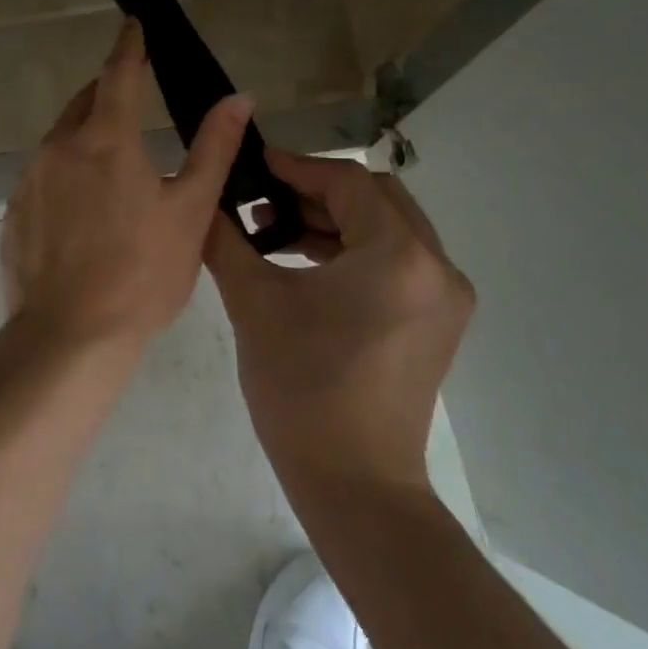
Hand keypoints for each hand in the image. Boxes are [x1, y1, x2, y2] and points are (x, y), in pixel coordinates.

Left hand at [1, 20, 252, 350]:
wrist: (69, 336)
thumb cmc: (142, 273)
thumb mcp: (191, 210)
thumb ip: (213, 148)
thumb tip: (238, 98)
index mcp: (105, 139)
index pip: (118, 73)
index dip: (129, 46)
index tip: (133, 24)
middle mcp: (59, 147)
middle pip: (85, 103)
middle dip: (108, 92)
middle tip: (133, 102)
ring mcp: (29, 179)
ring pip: (61, 139)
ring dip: (86, 137)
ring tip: (113, 168)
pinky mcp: (13, 211)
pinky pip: (43, 176)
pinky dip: (65, 174)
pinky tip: (82, 212)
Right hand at [205, 149, 474, 490]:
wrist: (353, 484)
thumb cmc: (302, 388)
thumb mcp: (254, 302)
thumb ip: (225, 239)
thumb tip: (203, 200)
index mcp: (399, 255)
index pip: (347, 183)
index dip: (297, 168)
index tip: (255, 164)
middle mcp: (437, 267)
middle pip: (376, 198)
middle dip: (318, 192)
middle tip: (265, 200)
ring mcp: (445, 297)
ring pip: (388, 228)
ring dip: (335, 221)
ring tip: (277, 233)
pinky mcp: (438, 322)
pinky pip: (397, 261)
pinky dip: (354, 250)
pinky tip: (307, 264)